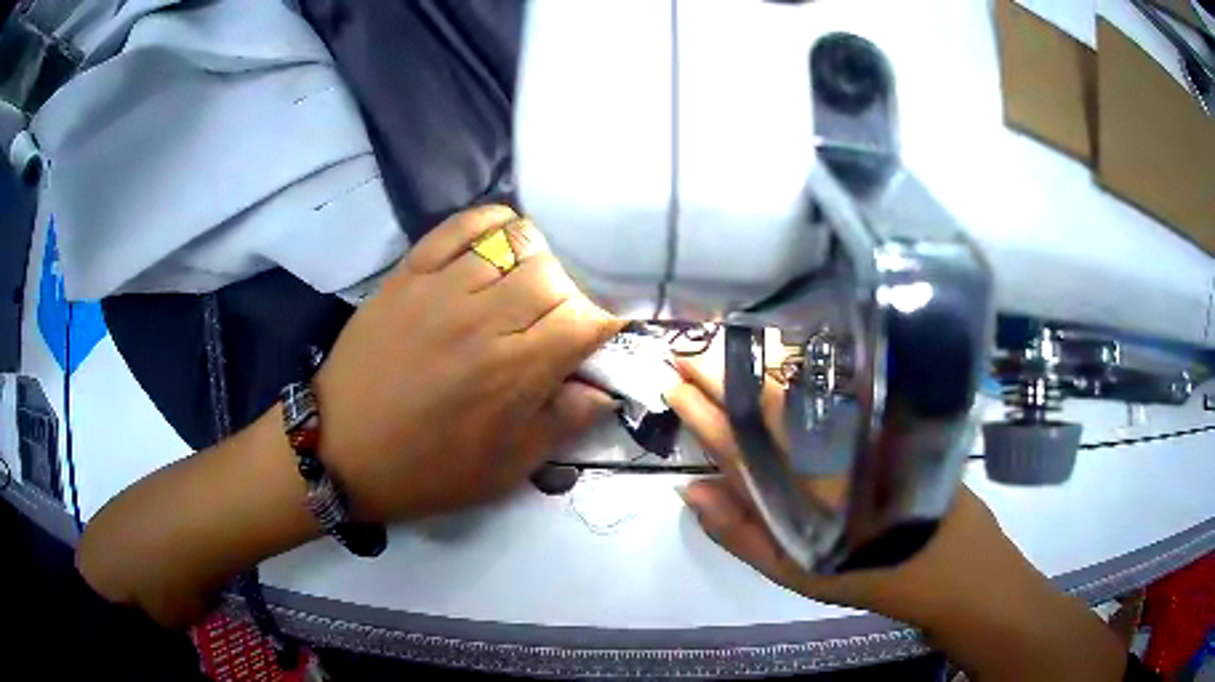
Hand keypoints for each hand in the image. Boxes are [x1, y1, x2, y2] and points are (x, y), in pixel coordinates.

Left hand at [314, 205, 624, 521]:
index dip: (601, 327)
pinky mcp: (409, 273)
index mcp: (514, 372)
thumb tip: (604, 390)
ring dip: (534, 262)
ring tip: (522, 288)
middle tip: (553, 322)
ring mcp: (442, 288)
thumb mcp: (504, 469)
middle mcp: (484, 318)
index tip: (594, 341)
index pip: (584, 321)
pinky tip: (496, 243)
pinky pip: (461, 225)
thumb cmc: (426, 470)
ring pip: (514, 242)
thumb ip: (561, 424)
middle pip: (553, 276)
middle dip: (568, 297)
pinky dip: (490, 224)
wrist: (341, 450)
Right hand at [664, 356, 1037, 626]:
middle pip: (760, 400)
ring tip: (721, 338)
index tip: (670, 380)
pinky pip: (832, 383)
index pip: (733, 439)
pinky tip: (782, 350)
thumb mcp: (794, 570)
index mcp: (792, 489)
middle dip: (717, 369)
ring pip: (795, 384)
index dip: (698, 409)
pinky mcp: (880, 418)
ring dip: (755, 358)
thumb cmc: (864, 571)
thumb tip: (690, 489)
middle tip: (684, 344)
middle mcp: (820, 449)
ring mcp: (853, 429)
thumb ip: (739, 533)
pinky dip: (801, 363)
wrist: (944, 557)